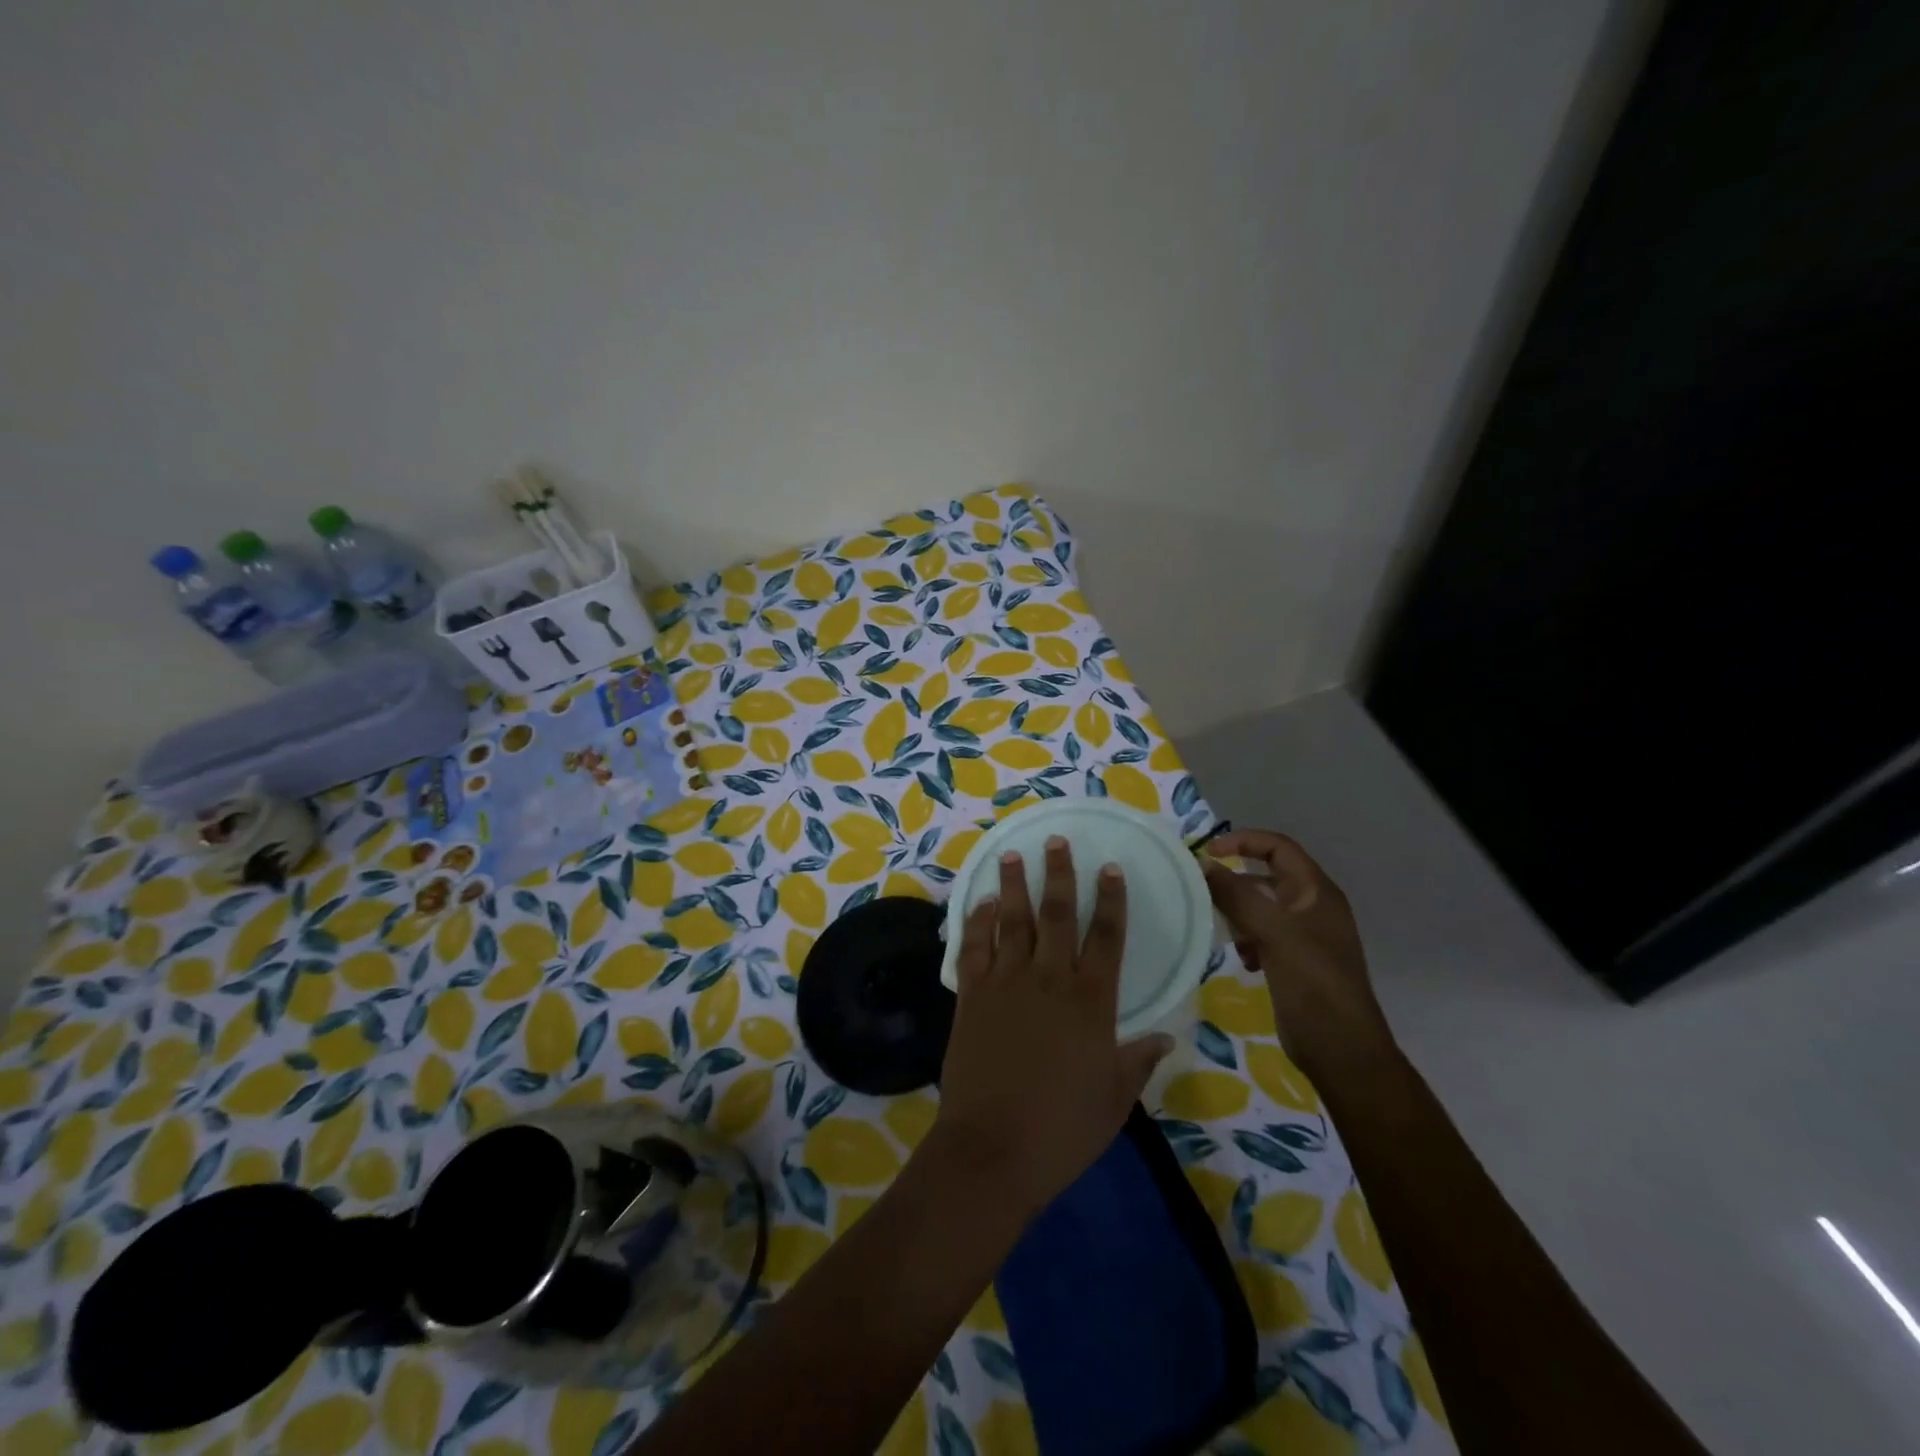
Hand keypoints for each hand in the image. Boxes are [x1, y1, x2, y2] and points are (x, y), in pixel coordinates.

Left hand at [931, 837, 1172, 1217]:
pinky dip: (977, 922)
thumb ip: (1138, 1061)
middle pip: (1056, 915)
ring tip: (1013, 854)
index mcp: (1090, 1002)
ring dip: (1013, 885)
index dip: (1110, 900)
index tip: (1110, 868)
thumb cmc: (1062, 1129)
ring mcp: (1005, 984)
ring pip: (1012, 921)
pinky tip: (982, 902)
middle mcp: (1048, 980)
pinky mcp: (971, 996)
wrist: (992, 1149)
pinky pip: (974, 948)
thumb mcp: (1114, 1099)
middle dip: (1059, 874)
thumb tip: (1164, 1037)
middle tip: (1056, 840)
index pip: (1105, 937)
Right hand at [1201, 830, 1391, 1074]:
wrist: (1342, 1050)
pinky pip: (1263, 935)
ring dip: (1239, 913)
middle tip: (1204, 892)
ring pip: (1262, 907)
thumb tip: (1202, 864)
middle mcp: (1313, 908)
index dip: (1243, 841)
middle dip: (1236, 881)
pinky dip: (1247, 939)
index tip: (1207, 853)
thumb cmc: (1314, 983)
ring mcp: (1305, 937)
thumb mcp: (1274, 933)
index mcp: (1317, 892)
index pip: (1278, 847)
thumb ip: (1237, 896)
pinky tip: (1243, 959)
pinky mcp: (1294, 962)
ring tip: (1225, 930)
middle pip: (1268, 876)